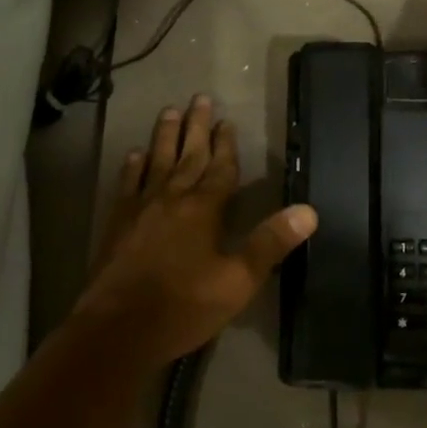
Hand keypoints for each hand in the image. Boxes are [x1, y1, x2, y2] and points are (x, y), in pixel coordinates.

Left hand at [76, 95, 317, 363]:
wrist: (118, 329)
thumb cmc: (184, 307)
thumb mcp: (238, 281)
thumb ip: (270, 243)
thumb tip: (309, 211)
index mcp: (204, 209)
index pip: (220, 168)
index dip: (226, 145)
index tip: (228, 120)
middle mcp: (173, 197)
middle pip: (188, 154)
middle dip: (197, 127)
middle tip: (200, 98)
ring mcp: (142, 207)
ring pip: (157, 161)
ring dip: (165, 135)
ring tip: (170, 110)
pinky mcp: (118, 221)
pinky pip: (128, 184)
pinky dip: (132, 166)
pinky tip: (134, 154)